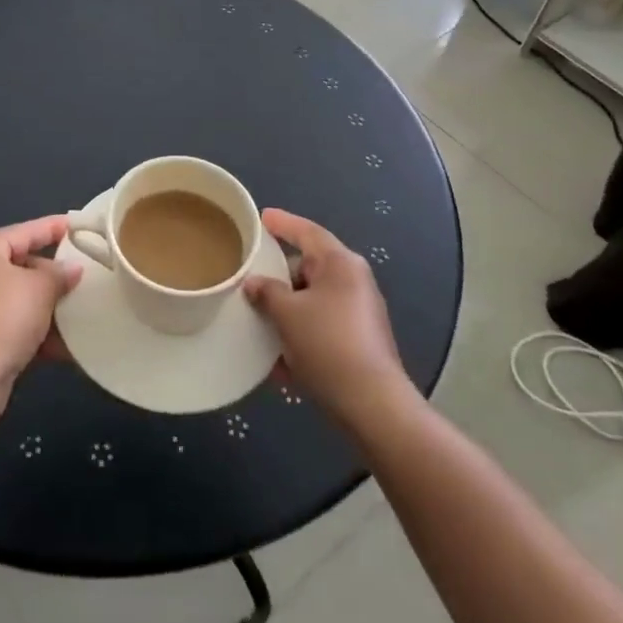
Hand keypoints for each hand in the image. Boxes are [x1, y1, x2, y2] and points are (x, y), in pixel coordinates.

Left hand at [0, 217, 80, 401]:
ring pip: (16, 299)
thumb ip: (59, 274)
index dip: (51, 227)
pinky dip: (34, 332)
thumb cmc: (4, 318)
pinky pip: (11, 326)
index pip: (22, 231)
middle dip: (50, 273)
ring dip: (45, 307)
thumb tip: (72, 269)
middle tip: (80, 273)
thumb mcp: (40, 289)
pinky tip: (64, 346)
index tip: (76, 225)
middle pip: (18, 265)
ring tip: (77, 309)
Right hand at [245, 210, 406, 423]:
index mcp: (341, 264)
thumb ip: (266, 292)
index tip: (263, 217)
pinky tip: (278, 360)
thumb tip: (254, 283)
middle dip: (280, 276)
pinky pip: (321, 328)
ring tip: (259, 321)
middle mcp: (354, 282)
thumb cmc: (327, 344)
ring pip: (313, 301)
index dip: (283, 223)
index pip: (308, 232)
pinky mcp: (359, 343)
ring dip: (287, 311)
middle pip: (309, 267)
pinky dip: (300, 336)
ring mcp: (359, 313)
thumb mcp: (287, 314)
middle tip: (251, 278)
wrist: (371, 405)